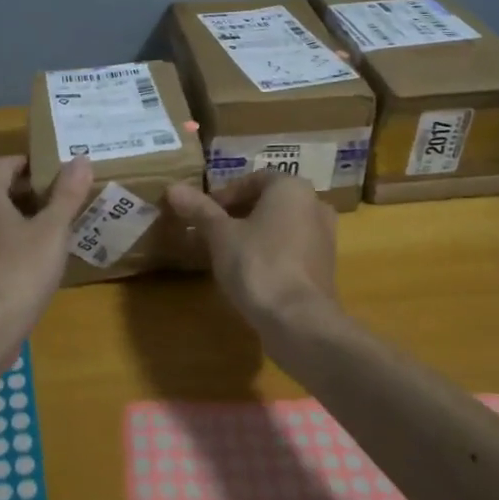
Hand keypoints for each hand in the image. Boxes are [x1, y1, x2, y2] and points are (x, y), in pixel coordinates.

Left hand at [0, 155, 92, 342]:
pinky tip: (42, 262)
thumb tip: (81, 158)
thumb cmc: (20, 269)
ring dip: (27, 222)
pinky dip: (18, 247)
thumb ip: (67, 194)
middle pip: (1, 193)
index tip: (58, 168)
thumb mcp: (52, 229)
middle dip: (33, 193)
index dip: (30, 162)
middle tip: (67, 198)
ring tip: (61, 229)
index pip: (4, 164)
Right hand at [165, 170, 336, 330]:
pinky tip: (249, 272)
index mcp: (292, 188)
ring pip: (281, 226)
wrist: (298, 319)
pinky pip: (292, 249)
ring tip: (225, 252)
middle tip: (210, 231)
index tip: (204, 213)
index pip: (253, 180)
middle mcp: (314, 204)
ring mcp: (325, 237)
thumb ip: (199, 209)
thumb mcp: (220, 234)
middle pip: (268, 202)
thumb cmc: (257, 264)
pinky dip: (271, 252)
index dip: (225, 194)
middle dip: (238, 214)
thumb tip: (173, 188)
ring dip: (254, 234)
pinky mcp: (325, 267)